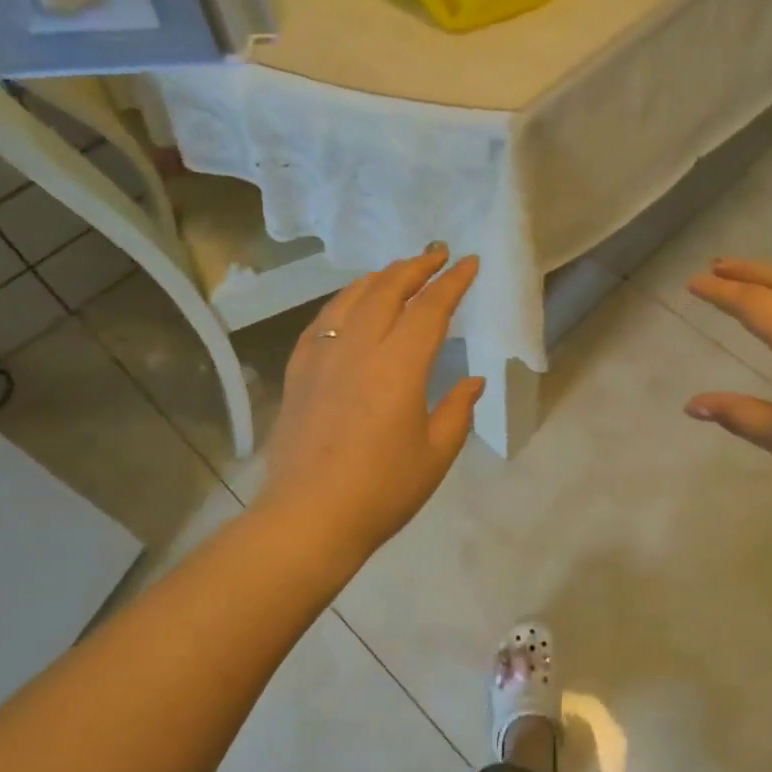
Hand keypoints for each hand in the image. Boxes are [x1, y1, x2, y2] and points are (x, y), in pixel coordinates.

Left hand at [254, 245, 483, 564]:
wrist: (309, 517)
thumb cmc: (382, 490)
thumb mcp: (435, 454)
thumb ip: (456, 410)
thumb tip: (472, 381)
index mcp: (398, 366)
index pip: (429, 309)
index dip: (452, 283)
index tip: (469, 263)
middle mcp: (358, 349)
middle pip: (387, 290)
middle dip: (415, 266)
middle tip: (437, 254)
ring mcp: (322, 357)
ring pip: (350, 298)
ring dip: (378, 278)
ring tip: (397, 271)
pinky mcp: (299, 373)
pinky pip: (322, 322)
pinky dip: (342, 302)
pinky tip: (349, 305)